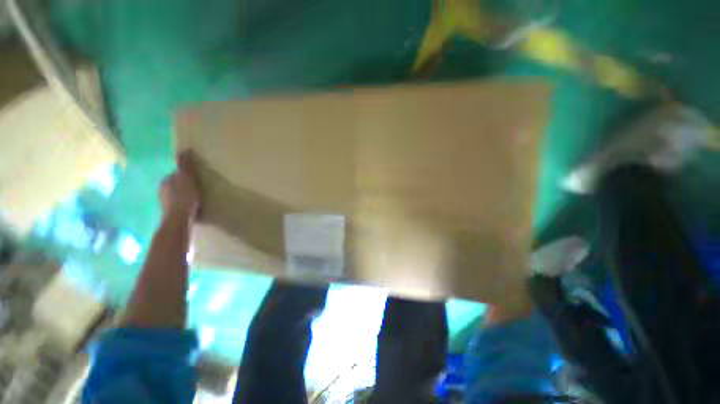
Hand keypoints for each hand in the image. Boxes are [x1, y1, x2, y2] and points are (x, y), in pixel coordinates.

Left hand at [160, 150, 200, 220]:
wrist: (179, 219)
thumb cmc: (185, 197)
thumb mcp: (187, 179)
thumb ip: (186, 166)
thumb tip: (185, 149)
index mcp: (165, 181)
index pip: (176, 174)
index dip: (186, 175)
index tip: (196, 179)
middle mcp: (161, 190)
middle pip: (175, 185)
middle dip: (183, 185)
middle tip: (197, 188)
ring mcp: (164, 202)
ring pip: (175, 195)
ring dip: (183, 195)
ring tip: (195, 199)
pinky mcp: (169, 212)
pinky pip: (177, 204)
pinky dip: (183, 204)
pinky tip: (191, 208)